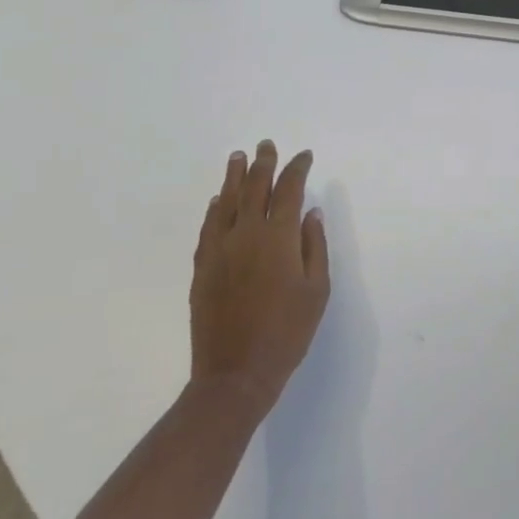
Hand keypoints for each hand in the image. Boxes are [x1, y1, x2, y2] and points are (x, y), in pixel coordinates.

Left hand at [190, 141, 329, 417]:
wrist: (236, 373)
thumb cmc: (287, 332)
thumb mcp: (316, 290)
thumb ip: (314, 246)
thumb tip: (311, 213)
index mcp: (278, 237)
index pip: (289, 190)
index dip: (297, 169)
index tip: (304, 156)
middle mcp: (246, 234)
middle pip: (254, 188)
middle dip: (263, 163)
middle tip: (265, 145)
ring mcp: (219, 249)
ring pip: (225, 202)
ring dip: (233, 177)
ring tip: (238, 157)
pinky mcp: (202, 267)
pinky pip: (207, 227)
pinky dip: (214, 209)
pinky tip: (217, 201)